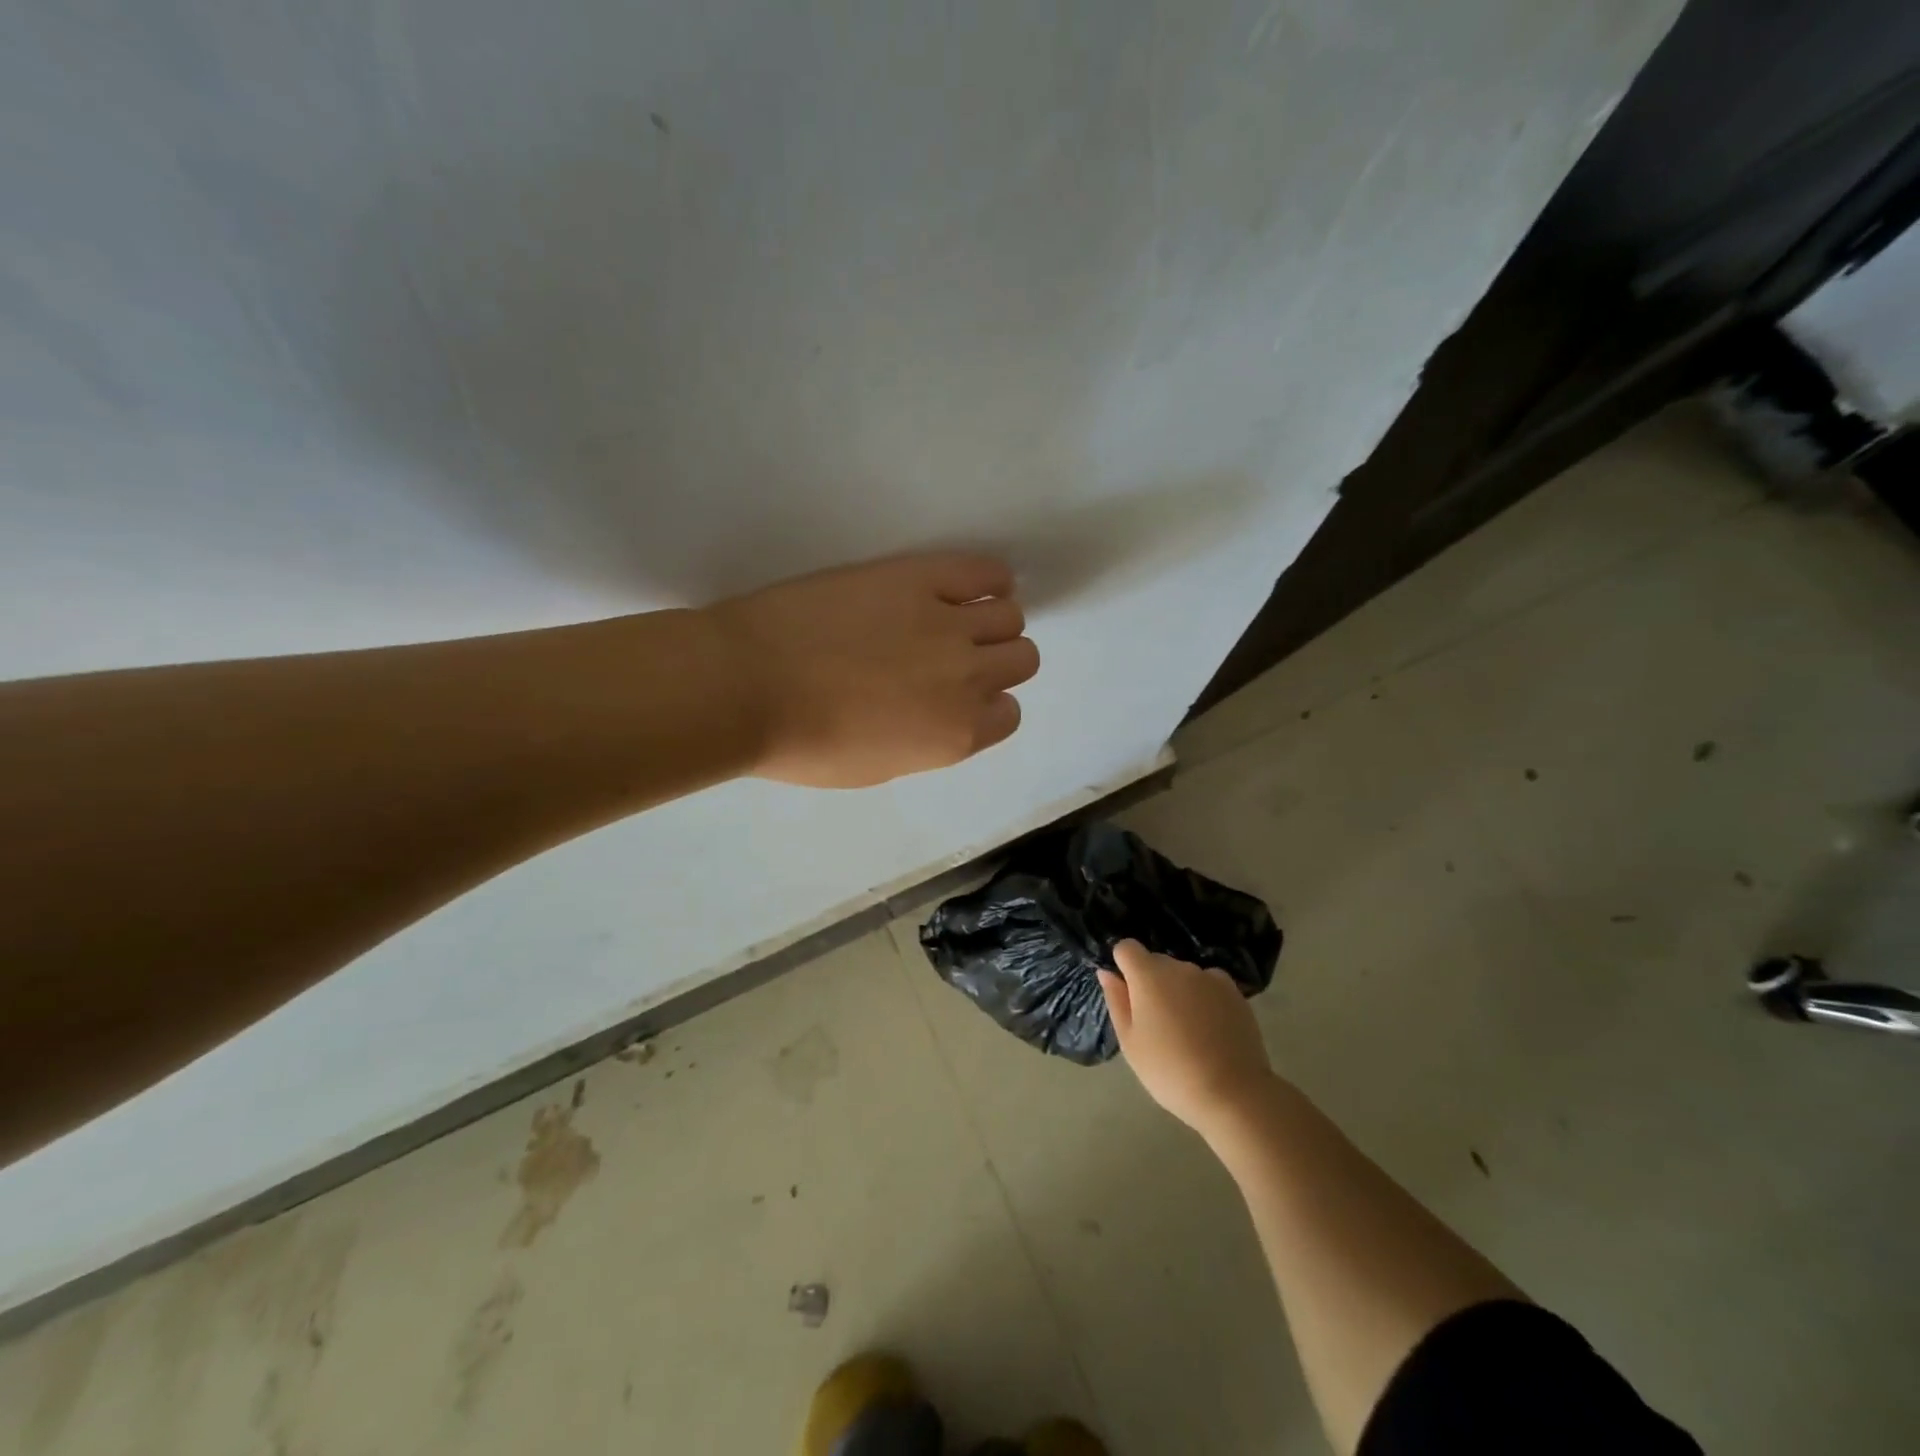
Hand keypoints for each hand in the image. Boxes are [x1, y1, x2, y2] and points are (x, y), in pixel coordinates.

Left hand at [705, 552, 1039, 788]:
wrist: (746, 685)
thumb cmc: (802, 743)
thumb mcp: (877, 767)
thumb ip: (927, 742)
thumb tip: (943, 714)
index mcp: (958, 735)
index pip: (1008, 713)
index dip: (983, 704)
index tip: (955, 697)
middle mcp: (968, 678)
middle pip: (1022, 658)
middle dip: (996, 661)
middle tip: (954, 657)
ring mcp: (948, 622)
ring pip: (1010, 614)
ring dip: (992, 620)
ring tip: (955, 618)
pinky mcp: (920, 577)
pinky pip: (984, 571)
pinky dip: (988, 579)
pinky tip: (969, 584)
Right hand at [1098, 940, 1275, 1139]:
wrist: (1232, 1094)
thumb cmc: (1170, 1071)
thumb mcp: (1130, 1042)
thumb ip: (1117, 1000)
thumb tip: (1107, 972)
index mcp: (1149, 975)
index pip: (1126, 947)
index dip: (1123, 965)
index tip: (1127, 994)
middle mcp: (1179, 967)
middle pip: (1156, 961)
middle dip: (1150, 982)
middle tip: (1155, 1022)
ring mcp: (1210, 977)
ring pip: (1183, 975)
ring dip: (1178, 990)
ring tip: (1186, 1030)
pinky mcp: (1234, 992)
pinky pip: (1209, 985)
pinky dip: (1204, 997)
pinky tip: (1210, 1028)